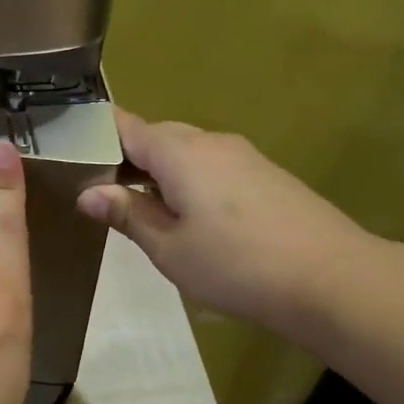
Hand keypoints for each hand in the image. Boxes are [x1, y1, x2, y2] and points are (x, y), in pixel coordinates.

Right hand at [76, 109, 392, 344]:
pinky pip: (213, 167)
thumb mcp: (169, 248)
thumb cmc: (235, 265)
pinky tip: (192, 219)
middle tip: (104, 195)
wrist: (331, 278)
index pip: (126, 125)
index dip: (97, 134)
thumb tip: (87, 192)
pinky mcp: (266, 175)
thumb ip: (127, 214)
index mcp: (179, 152)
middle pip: (158, 136)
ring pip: (187, 152)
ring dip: (160, 173)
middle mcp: (211, 142)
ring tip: (144, 212)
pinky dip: (191, 182)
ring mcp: (243, 156)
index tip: (72, 154)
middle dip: (127, 158)